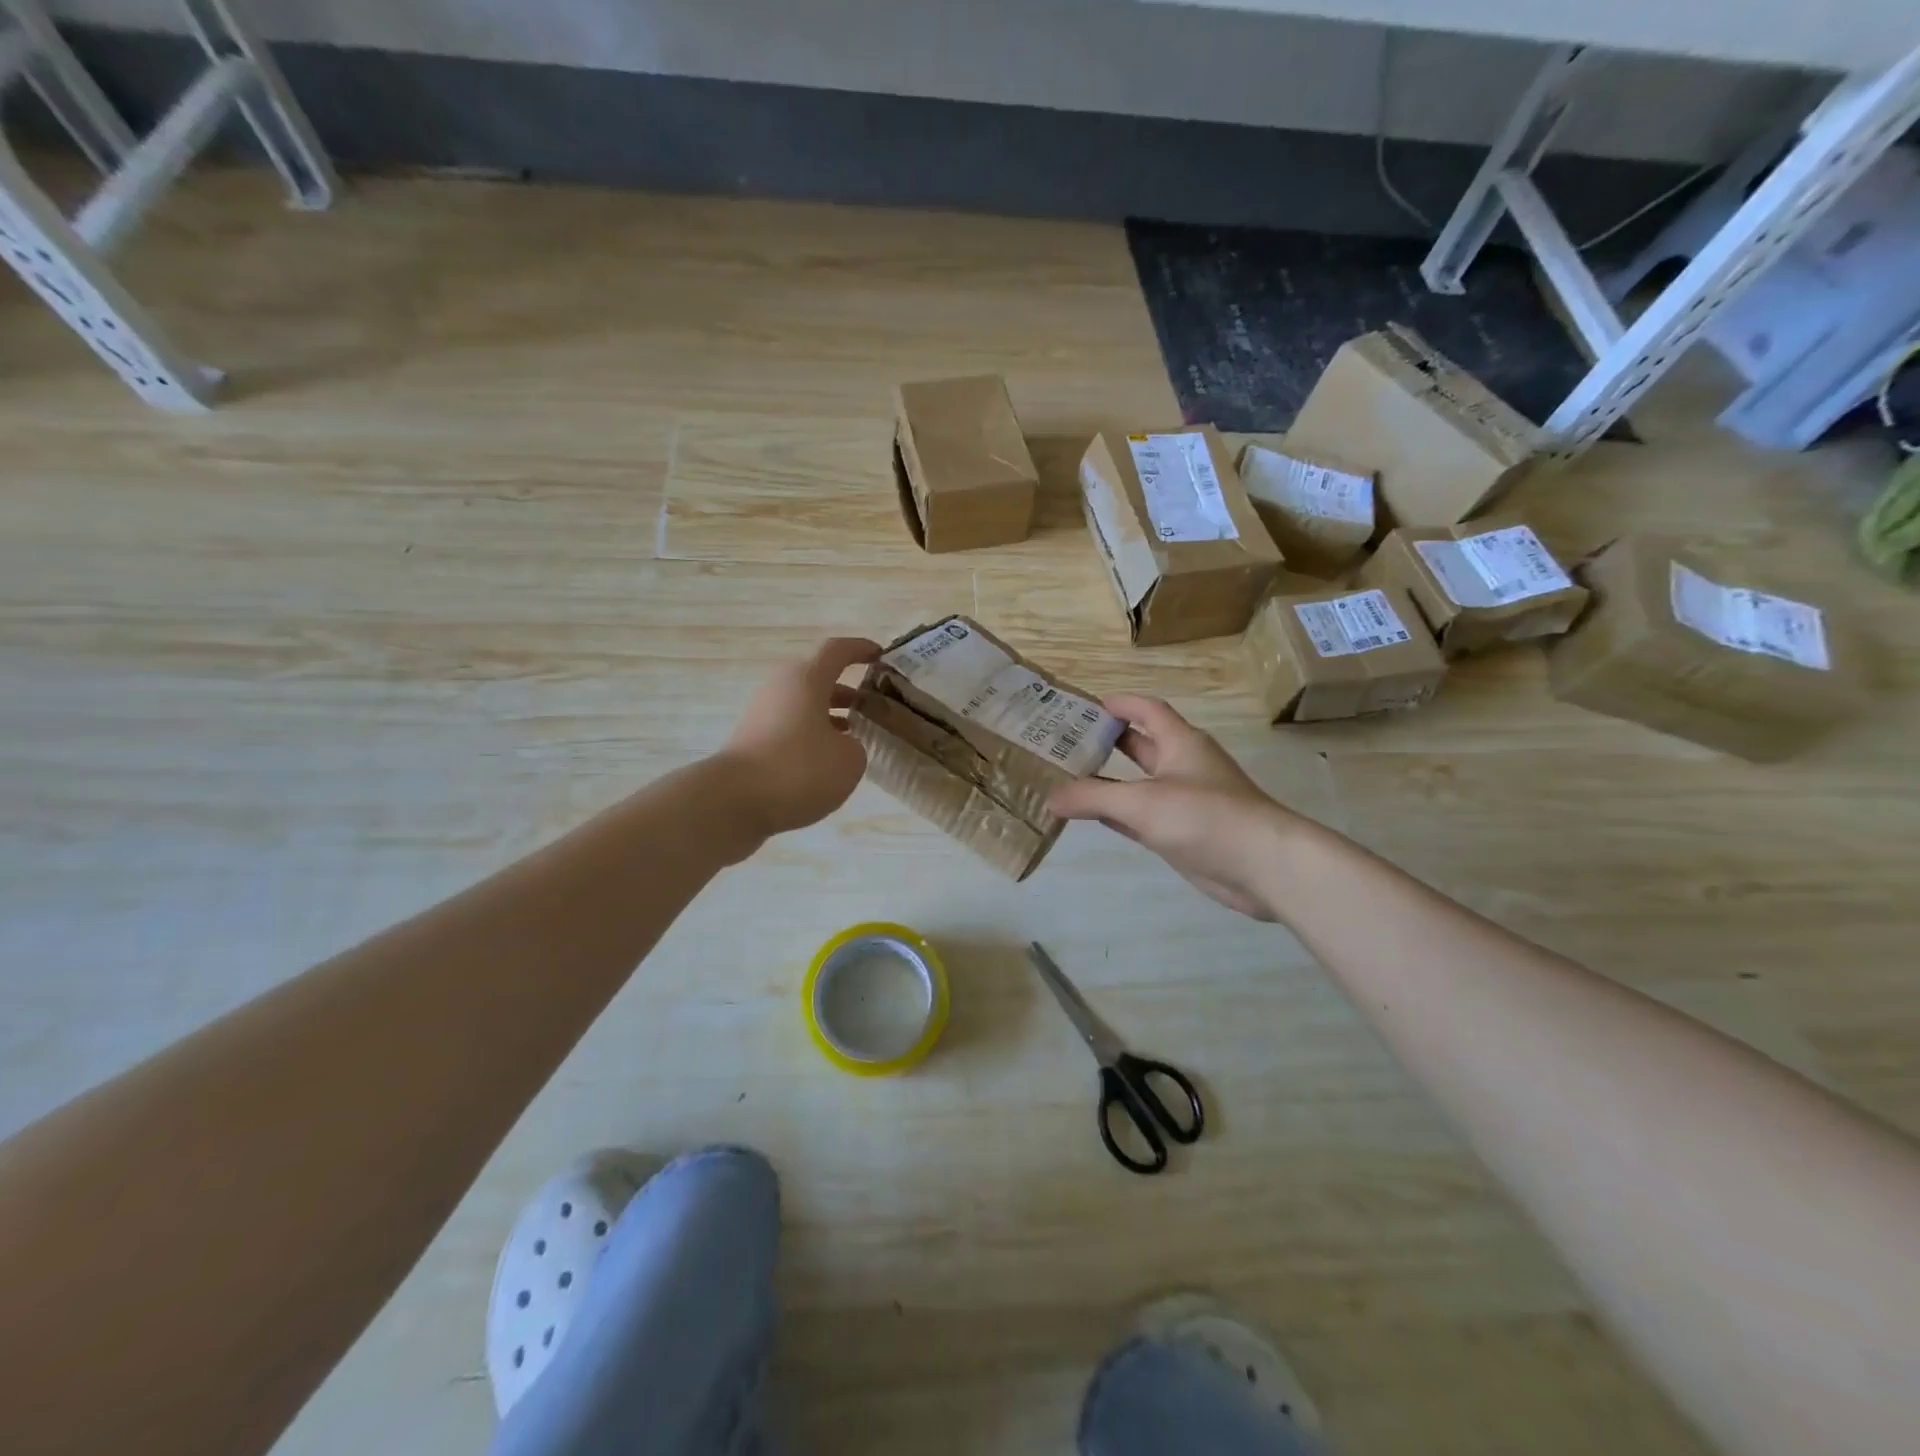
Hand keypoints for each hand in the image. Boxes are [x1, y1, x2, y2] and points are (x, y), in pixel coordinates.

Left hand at [720, 637, 880, 844]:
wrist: (734, 801)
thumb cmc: (799, 769)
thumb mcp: (849, 760)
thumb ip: (855, 745)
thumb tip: (840, 746)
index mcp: (807, 679)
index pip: (837, 651)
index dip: (861, 649)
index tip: (881, 655)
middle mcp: (781, 688)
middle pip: (818, 679)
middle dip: (847, 690)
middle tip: (872, 706)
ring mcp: (762, 713)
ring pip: (804, 705)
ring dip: (830, 715)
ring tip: (854, 735)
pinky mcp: (752, 739)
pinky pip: (790, 727)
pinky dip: (811, 735)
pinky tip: (825, 761)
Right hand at [1049, 695, 1298, 919]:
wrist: (1263, 866)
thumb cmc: (1205, 817)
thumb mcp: (1142, 802)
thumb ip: (1094, 797)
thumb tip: (1050, 797)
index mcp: (1180, 743)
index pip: (1147, 710)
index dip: (1119, 704)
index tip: (1082, 707)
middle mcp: (1182, 766)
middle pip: (1140, 745)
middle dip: (1106, 741)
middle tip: (1063, 743)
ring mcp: (1184, 801)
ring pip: (1138, 783)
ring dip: (1108, 780)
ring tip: (1067, 777)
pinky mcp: (1183, 832)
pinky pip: (1142, 815)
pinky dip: (1118, 813)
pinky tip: (1091, 816)